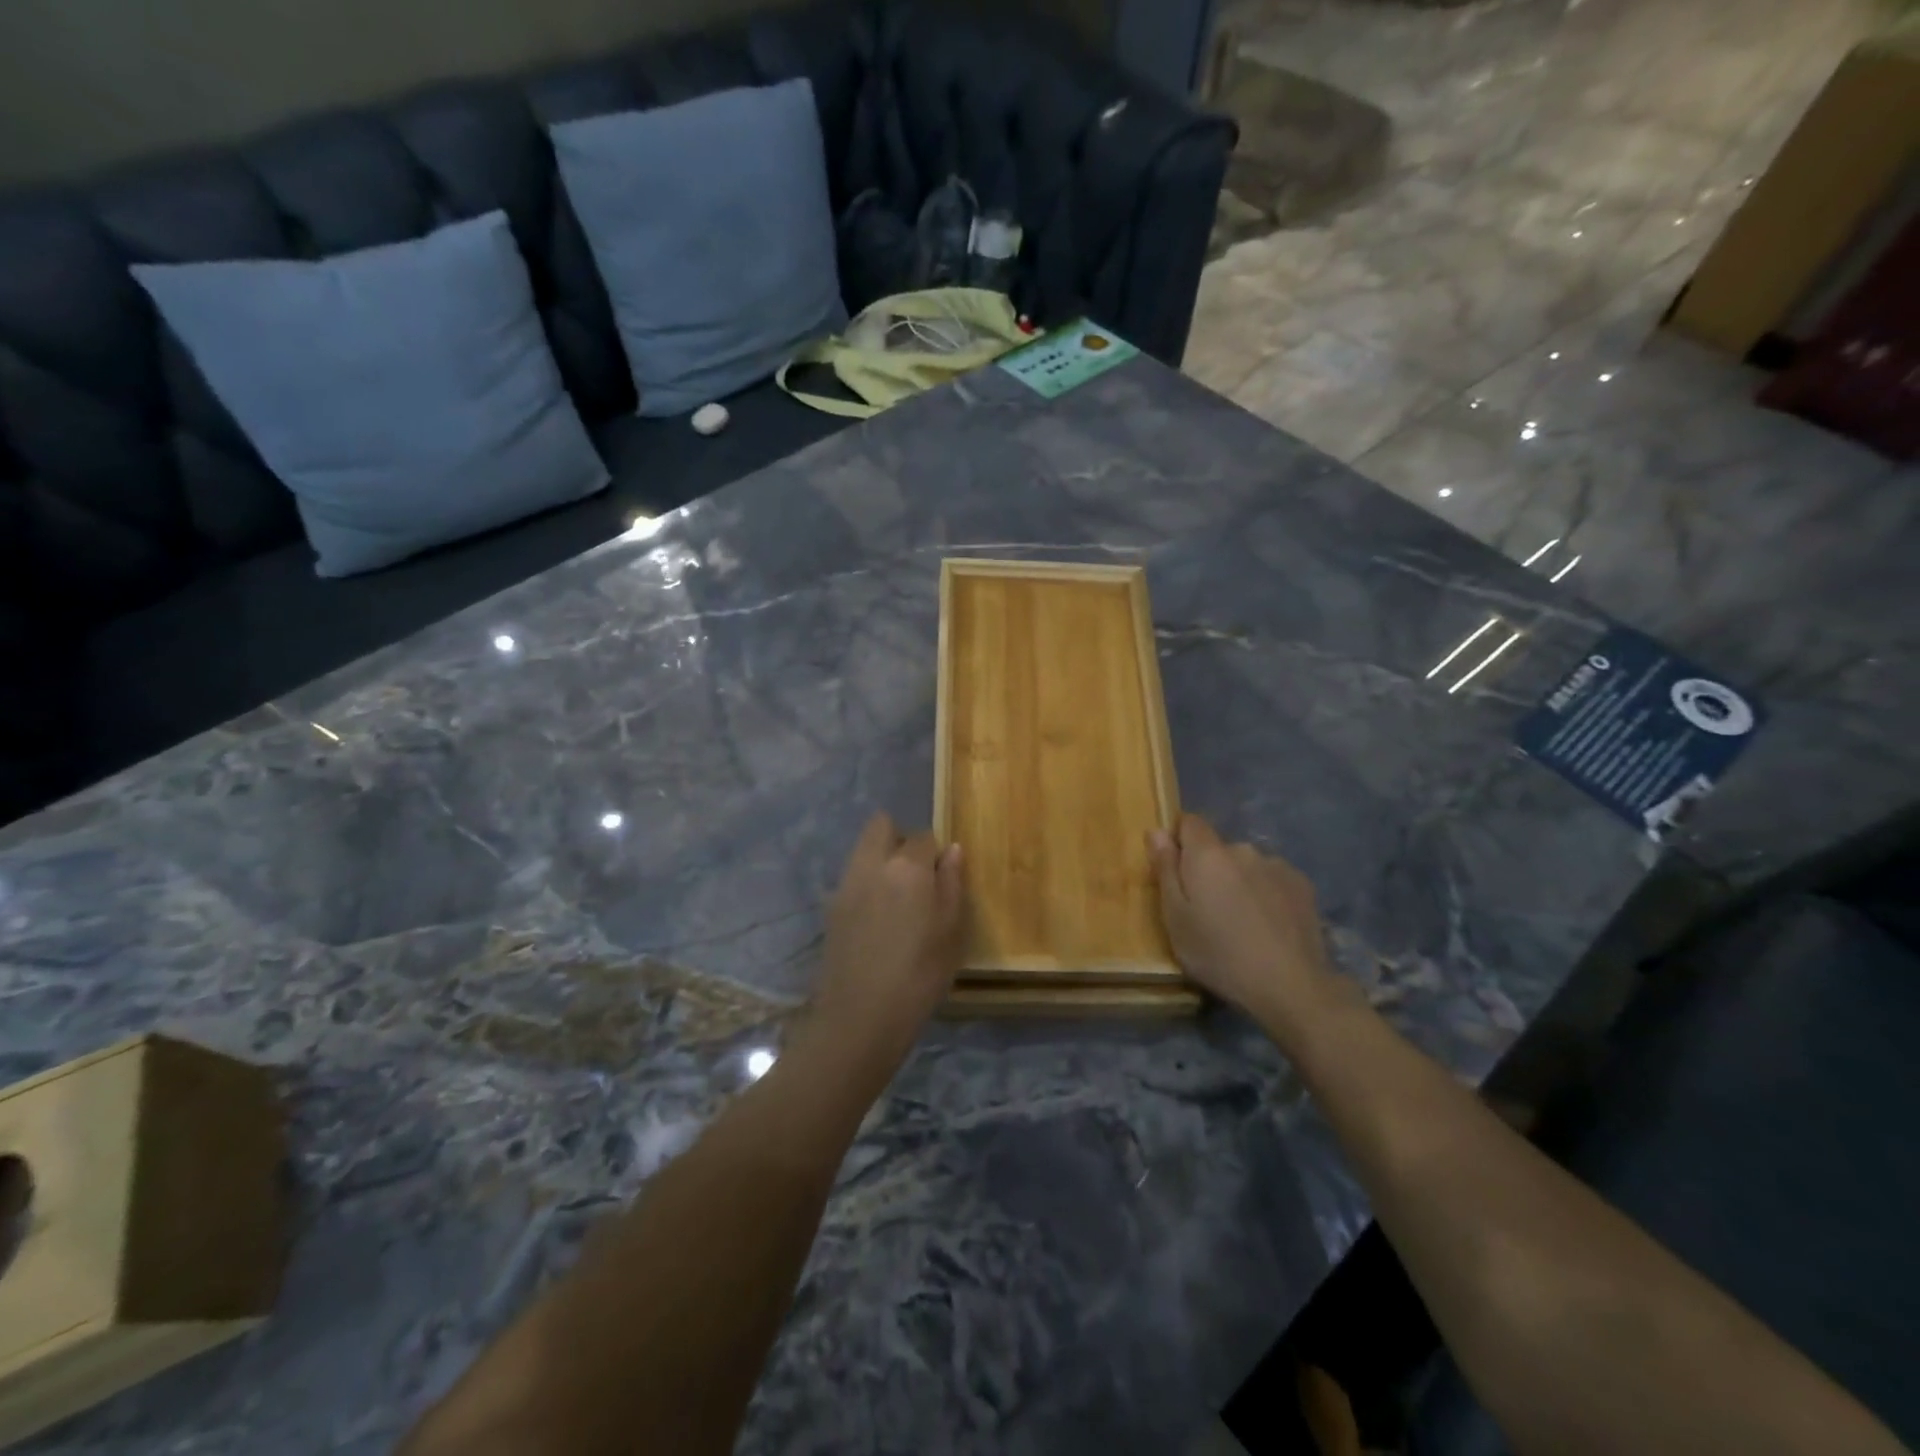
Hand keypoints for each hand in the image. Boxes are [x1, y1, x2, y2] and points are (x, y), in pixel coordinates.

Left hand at [802, 813, 965, 1076]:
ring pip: (863, 849)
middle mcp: (872, 864)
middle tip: (916, 875)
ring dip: (880, 859)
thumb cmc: (919, 975)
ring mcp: (846, 883)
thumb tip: (952, 850)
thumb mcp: (951, 931)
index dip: (936, 854)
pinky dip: (866, 883)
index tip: (942, 880)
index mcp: (907, 866)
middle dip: (900, 839)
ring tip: (897, 899)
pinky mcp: (831, 906)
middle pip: (881, 826)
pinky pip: (852, 876)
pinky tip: (877, 919)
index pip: (924, 836)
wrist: (860, 1017)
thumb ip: (952, 884)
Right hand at [1148, 814, 1334, 1026]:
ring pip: (1246, 866)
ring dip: (1239, 883)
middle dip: (1209, 870)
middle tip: (1207, 911)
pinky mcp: (1303, 886)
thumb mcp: (1175, 918)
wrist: (1290, 986)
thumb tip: (1156, 831)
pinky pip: (1272, 880)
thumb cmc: (1218, 954)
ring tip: (1242, 923)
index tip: (1177, 873)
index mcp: (1208, 854)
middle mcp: (1243, 849)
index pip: (1189, 822)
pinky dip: (1266, 894)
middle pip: (1218, 849)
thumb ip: (1165, 870)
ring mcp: (1277, 866)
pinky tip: (1269, 927)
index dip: (1179, 841)